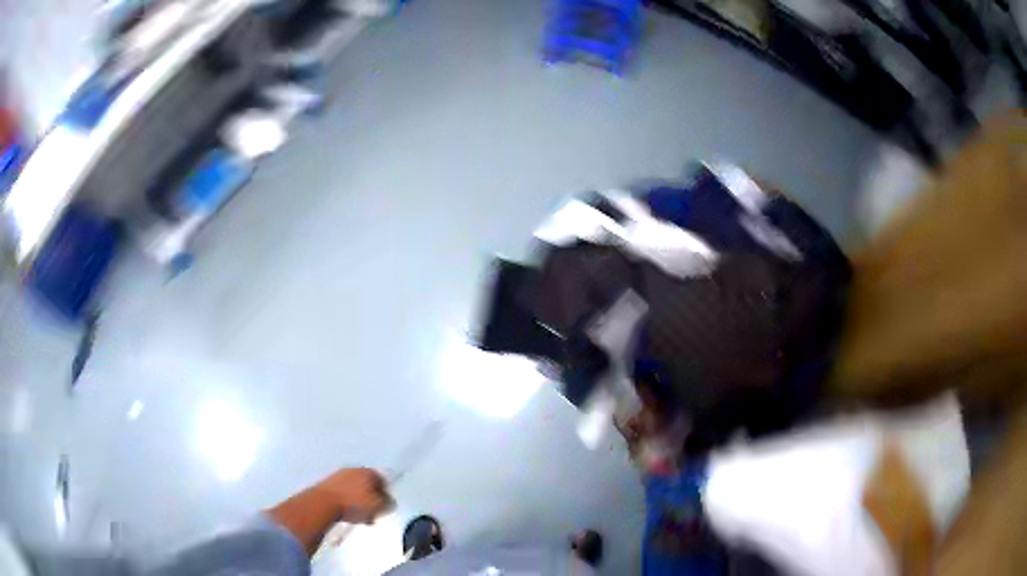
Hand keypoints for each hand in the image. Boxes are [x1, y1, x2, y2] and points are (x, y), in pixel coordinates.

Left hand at [315, 467, 392, 524]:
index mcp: (368, 471)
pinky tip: (346, 513)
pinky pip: (343, 492)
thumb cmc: (355, 504)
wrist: (324, 503)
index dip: (386, 495)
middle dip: (371, 499)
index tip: (384, 507)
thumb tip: (389, 502)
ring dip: (359, 501)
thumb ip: (388, 503)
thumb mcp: (379, 507)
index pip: (383, 481)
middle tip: (372, 513)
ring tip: (359, 516)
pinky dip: (347, 501)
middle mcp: (354, 469)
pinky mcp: (328, 483)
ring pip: (355, 489)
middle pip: (368, 484)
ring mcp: (339, 475)